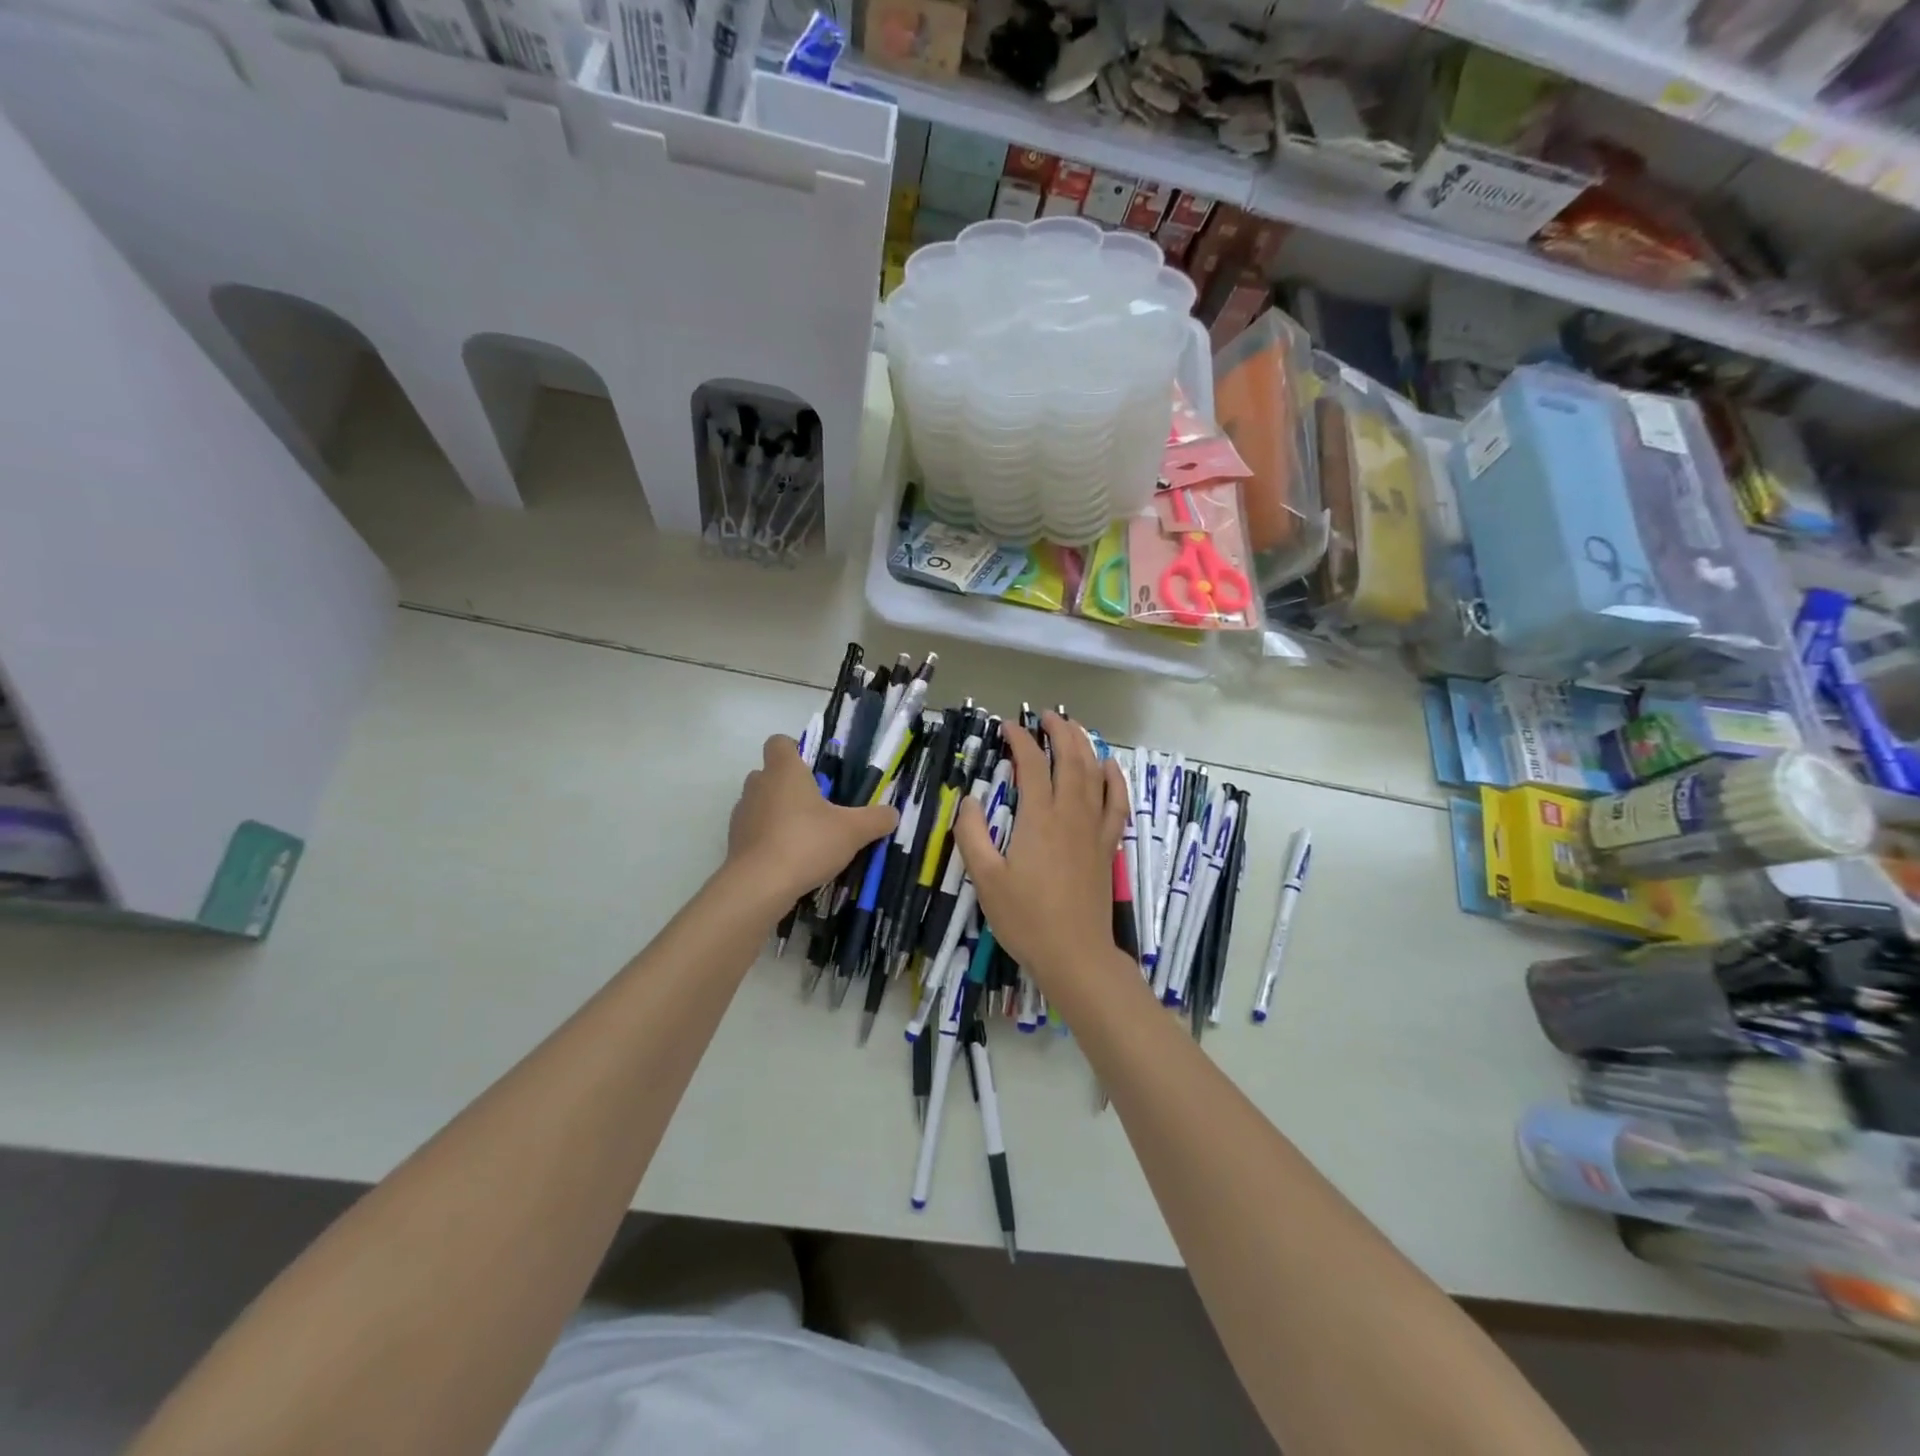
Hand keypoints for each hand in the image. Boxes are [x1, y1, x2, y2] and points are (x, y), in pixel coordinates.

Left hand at [726, 735, 897, 905]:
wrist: (759, 885)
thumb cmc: (807, 842)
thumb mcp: (853, 831)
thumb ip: (876, 819)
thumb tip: (892, 814)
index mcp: (784, 771)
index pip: (779, 742)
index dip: (794, 750)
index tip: (813, 769)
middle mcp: (758, 785)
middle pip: (769, 773)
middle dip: (789, 785)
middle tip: (816, 806)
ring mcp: (742, 813)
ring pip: (760, 802)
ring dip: (777, 812)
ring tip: (803, 835)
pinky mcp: (734, 840)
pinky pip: (753, 830)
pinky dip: (767, 837)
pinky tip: (787, 857)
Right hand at [952, 713, 1128, 990]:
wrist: (1075, 954)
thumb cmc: (1026, 918)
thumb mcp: (985, 878)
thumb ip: (972, 835)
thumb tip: (970, 800)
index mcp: (1039, 818)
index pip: (1031, 765)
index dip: (1020, 740)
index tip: (1007, 727)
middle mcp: (1071, 814)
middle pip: (1070, 759)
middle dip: (1059, 731)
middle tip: (1046, 715)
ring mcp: (1094, 828)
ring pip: (1095, 774)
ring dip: (1085, 745)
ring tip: (1074, 728)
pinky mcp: (1107, 845)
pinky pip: (1117, 802)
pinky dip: (1115, 779)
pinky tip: (1110, 766)